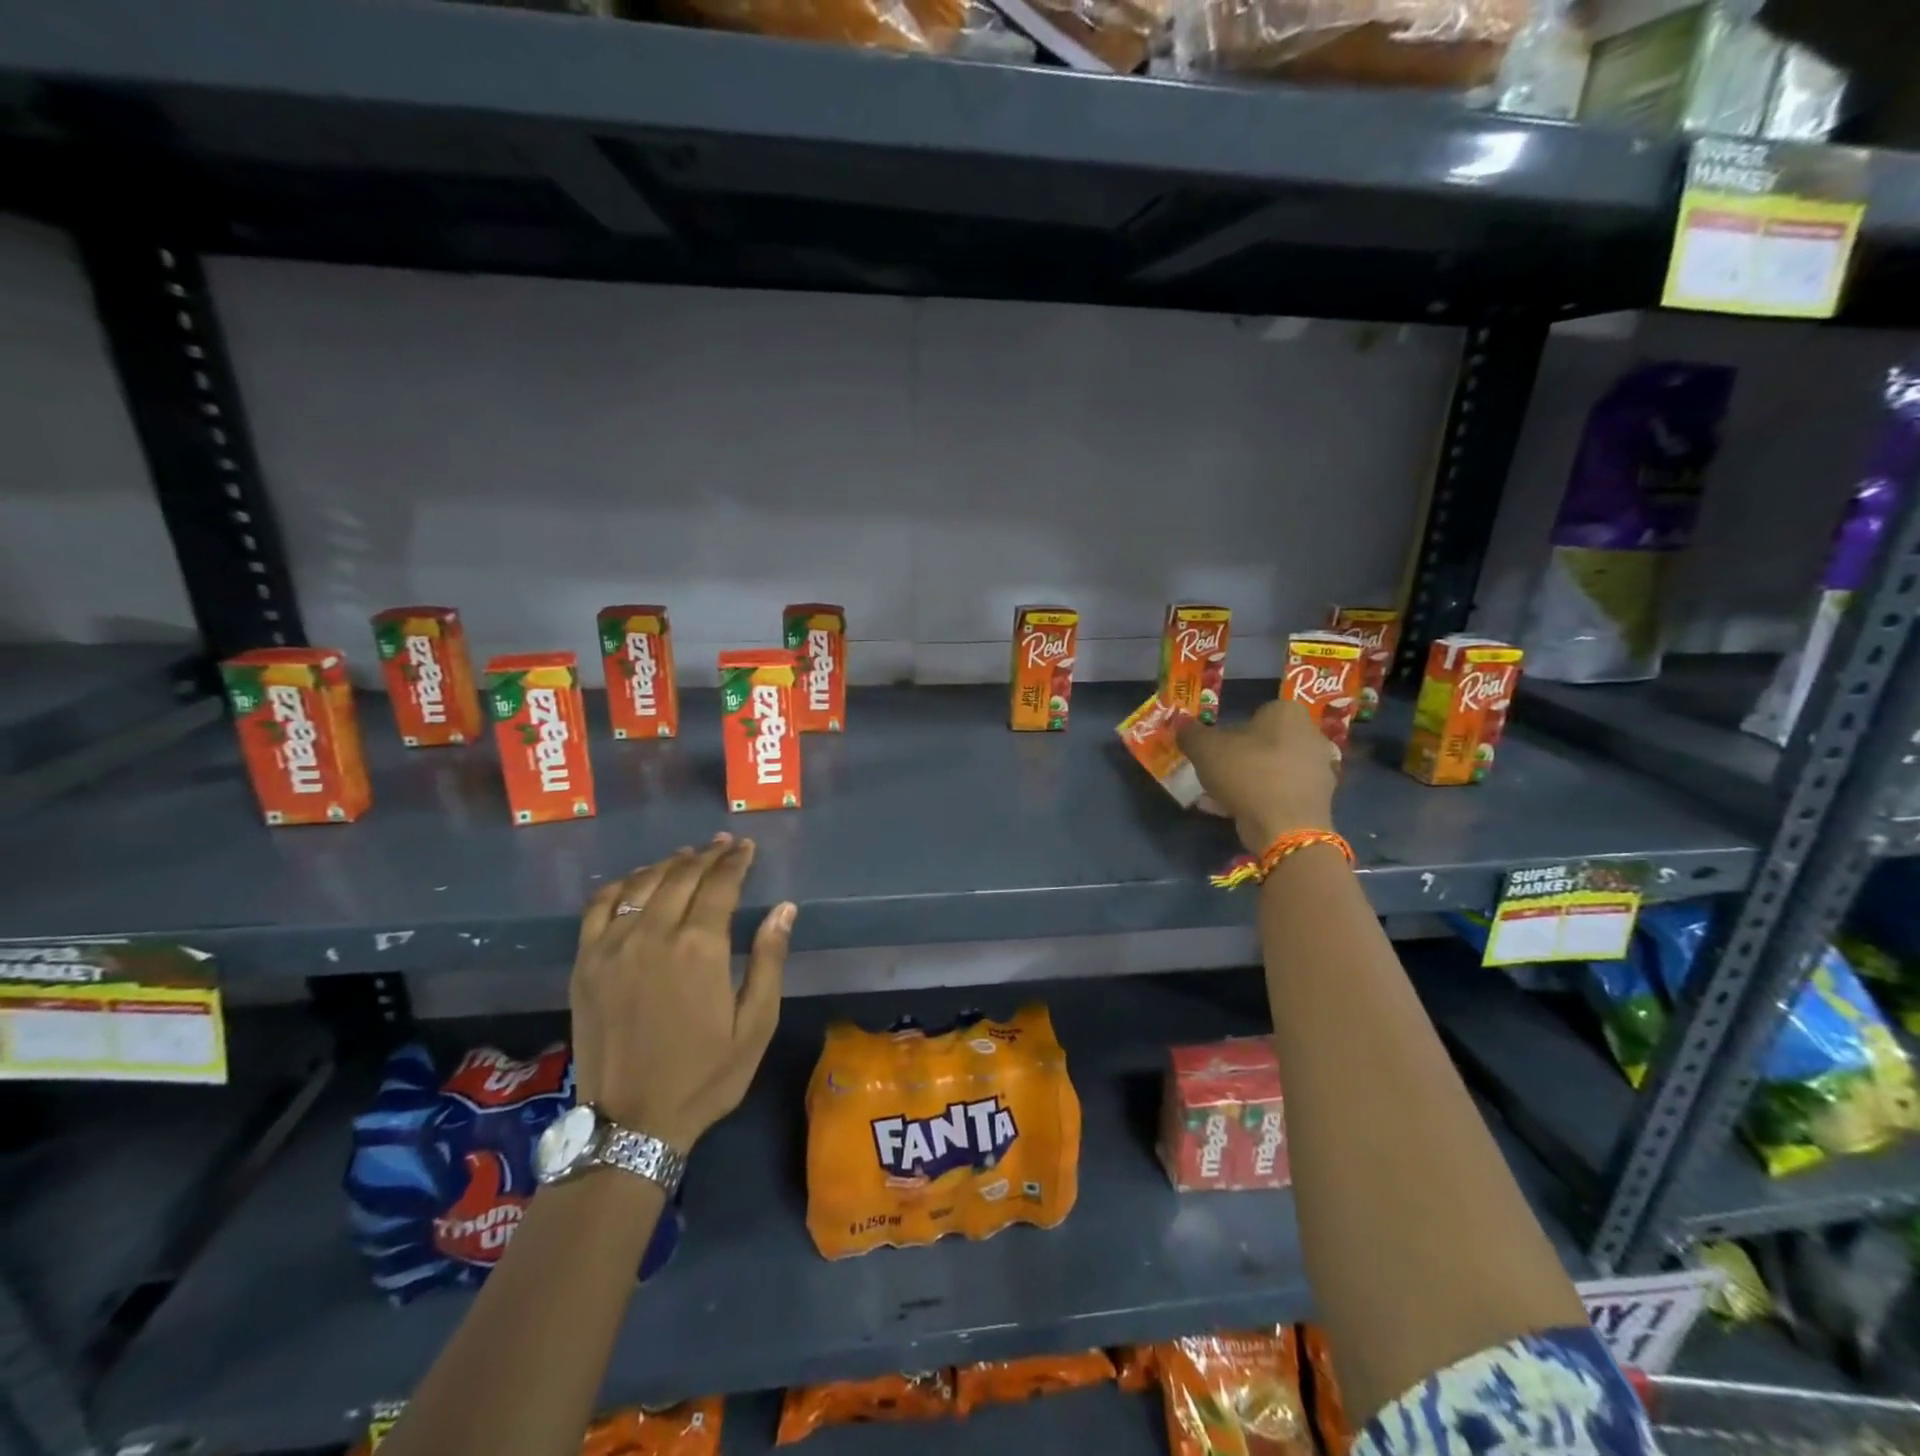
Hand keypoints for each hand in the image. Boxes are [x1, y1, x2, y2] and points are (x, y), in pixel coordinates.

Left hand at [569, 834, 795, 1152]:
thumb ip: (769, 960)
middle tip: (724, 845)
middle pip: (681, 876)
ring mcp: (612, 947)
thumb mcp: (755, 1024)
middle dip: (707, 855)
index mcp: (699, 948)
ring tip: (687, 856)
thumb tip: (784, 908)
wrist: (631, 1124)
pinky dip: (621, 885)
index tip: (747, 847)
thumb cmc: (705, 1075)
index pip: (720, 884)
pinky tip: (636, 882)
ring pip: (642, 884)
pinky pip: (599, 906)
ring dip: (668, 864)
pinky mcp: (585, 964)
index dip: (736, 861)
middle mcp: (653, 935)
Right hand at [1176, 699, 1337, 853]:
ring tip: (1221, 796)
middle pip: (1264, 741)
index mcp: (1287, 712)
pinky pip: (1281, 791)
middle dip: (1241, 755)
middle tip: (1216, 771)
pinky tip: (1237, 811)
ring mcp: (1319, 768)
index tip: (1215, 749)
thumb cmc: (1246, 772)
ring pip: (1272, 768)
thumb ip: (1190, 733)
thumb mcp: (1204, 748)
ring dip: (1249, 779)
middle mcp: (1311, 733)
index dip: (1230, 730)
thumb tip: (1182, 726)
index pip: (1255, 713)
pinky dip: (1261, 798)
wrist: (1285, 825)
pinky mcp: (1319, 798)